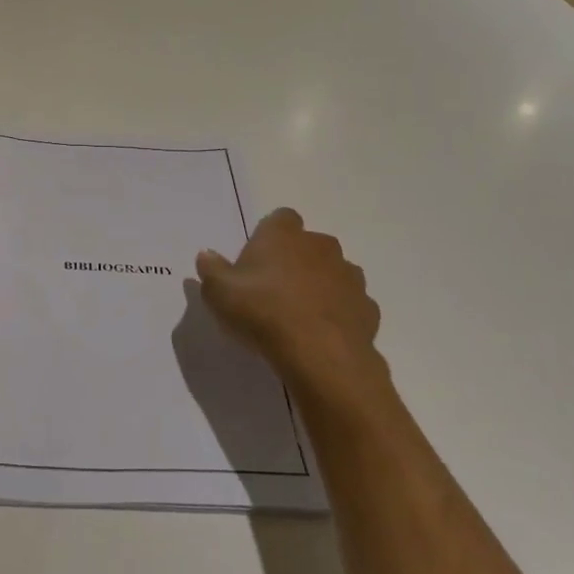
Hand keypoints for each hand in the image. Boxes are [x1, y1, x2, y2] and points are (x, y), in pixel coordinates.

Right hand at [196, 208, 385, 411]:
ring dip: (320, 286)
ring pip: (333, 273)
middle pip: (308, 245)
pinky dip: (338, 314)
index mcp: (284, 234)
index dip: (269, 236)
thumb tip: (206, 255)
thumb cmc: (263, 312)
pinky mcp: (368, 307)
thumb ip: (211, 270)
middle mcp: (320, 245)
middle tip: (274, 291)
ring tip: (299, 316)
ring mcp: (349, 276)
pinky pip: (349, 305)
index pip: (280, 219)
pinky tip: (322, 335)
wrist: (320, 355)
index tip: (256, 262)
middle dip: (296, 261)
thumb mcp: (219, 292)